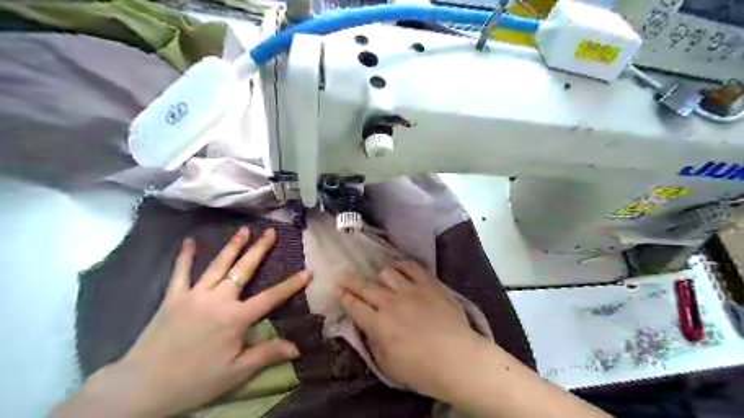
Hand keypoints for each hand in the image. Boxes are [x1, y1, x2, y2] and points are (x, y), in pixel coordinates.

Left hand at [86, 228, 311, 416]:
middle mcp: (218, 300)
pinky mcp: (173, 298)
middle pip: (244, 270)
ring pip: (218, 265)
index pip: (271, 297)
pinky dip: (185, 256)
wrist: (141, 387)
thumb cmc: (194, 380)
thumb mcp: (236, 372)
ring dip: (232, 246)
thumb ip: (266, 354)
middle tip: (270, 232)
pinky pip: (180, 273)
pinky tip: (189, 242)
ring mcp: (194, 295)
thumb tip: (298, 348)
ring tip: (244, 230)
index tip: (308, 272)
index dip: (291, 285)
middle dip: (259, 250)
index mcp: (235, 318)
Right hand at [337, 261, 482, 401]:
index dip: (344, 297)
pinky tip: (398, 267)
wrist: (458, 359)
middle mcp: (390, 303)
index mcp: (378, 324)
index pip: (354, 306)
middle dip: (350, 281)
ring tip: (377, 277)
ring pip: (387, 273)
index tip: (337, 290)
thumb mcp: (388, 365)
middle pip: (365, 287)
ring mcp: (410, 290)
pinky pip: (411, 267)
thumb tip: (369, 329)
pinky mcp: (428, 284)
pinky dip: (401, 265)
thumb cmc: (422, 369)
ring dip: (378, 275)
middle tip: (343, 275)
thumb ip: (374, 343)